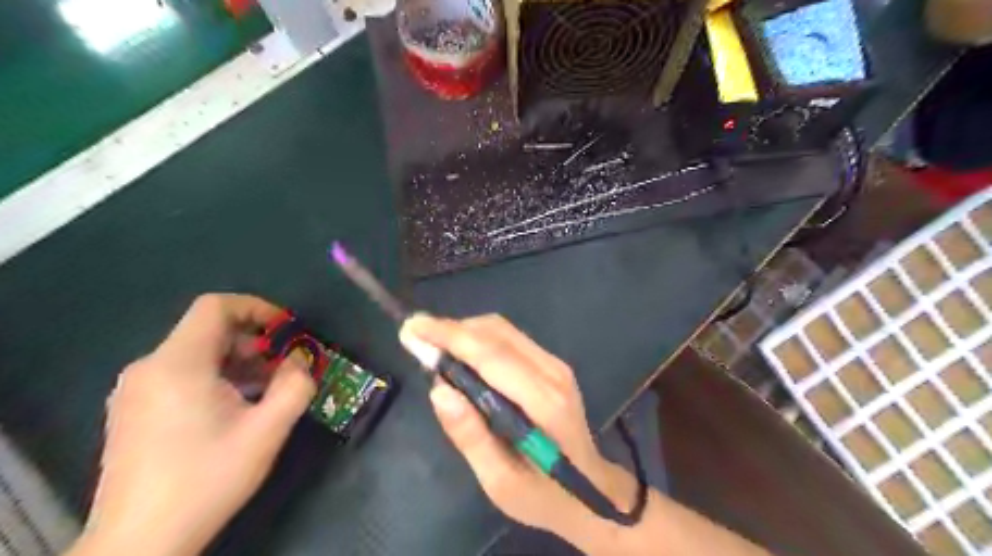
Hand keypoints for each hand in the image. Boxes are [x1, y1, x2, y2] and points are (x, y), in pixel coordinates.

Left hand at [70, 295, 313, 555]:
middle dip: (254, 341)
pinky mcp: (132, 411)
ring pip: (195, 354)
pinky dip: (215, 377)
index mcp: (178, 365)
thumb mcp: (266, 431)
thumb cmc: (207, 478)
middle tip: (284, 366)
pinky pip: (180, 375)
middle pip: (207, 331)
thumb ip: (295, 386)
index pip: (215, 307)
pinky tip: (235, 408)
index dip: (256, 308)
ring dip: (238, 361)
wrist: (139, 542)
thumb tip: (300, 360)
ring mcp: (135, 391)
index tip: (286, 330)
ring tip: (266, 389)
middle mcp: (149, 368)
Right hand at [396, 314, 635, 543]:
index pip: (490, 355)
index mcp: (543, 403)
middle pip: (496, 333)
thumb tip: (438, 390)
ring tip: (433, 348)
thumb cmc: (543, 494)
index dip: (449, 336)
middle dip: (452, 330)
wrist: (591, 489)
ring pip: (503, 330)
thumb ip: (471, 437)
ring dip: (464, 332)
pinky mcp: (553, 365)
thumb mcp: (501, 482)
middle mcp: (552, 373)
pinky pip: (510, 339)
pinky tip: (461, 357)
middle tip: (416, 338)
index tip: (413, 326)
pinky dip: (479, 340)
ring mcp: (556, 365)